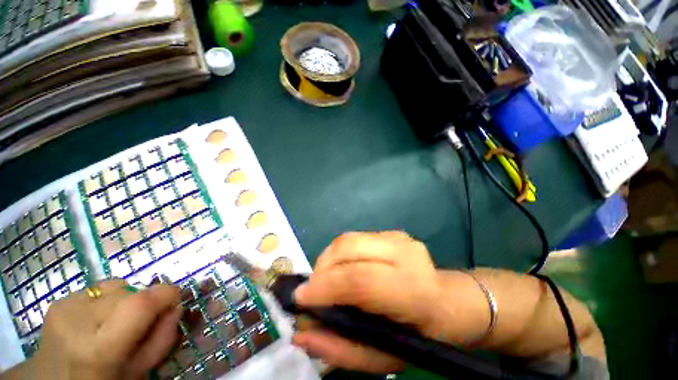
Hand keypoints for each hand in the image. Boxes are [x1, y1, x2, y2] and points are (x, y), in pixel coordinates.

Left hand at [22, 279, 181, 379]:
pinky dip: (107, 300)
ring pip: (115, 285)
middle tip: (141, 322)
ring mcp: (64, 308)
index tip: (176, 298)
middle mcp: (77, 322)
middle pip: (129, 292)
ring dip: (125, 299)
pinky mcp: (58, 301)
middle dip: (144, 301)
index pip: (140, 304)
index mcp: (98, 349)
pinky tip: (97, 319)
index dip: (166, 294)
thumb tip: (176, 306)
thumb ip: (162, 338)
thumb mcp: (138, 372)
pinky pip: (97, 288)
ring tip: (115, 321)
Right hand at [291, 231, 442, 373]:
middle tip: (312, 291)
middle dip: (321, 268)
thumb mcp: (384, 357)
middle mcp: (405, 253)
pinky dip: (339, 254)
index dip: (325, 286)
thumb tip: (301, 333)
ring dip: (328, 259)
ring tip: (325, 280)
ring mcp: (398, 237)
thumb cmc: (419, 335)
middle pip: (348, 248)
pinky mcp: (391, 232)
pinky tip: (342, 269)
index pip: (359, 279)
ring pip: (347, 239)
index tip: (300, 298)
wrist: (448, 301)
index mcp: (412, 290)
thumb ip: (340, 350)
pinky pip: (354, 238)